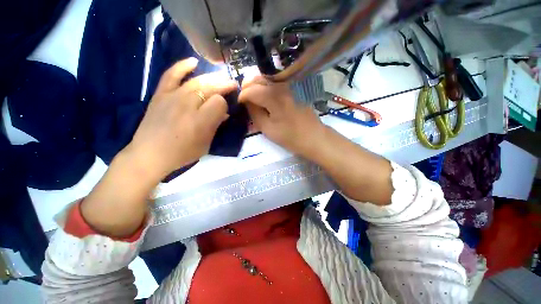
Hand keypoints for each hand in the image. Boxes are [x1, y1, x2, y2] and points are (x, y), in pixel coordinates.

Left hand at [124, 58, 236, 181]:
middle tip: (233, 84)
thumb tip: (224, 113)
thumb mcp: (206, 144)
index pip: (219, 102)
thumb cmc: (182, 153)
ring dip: (212, 77)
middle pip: (210, 88)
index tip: (225, 111)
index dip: (225, 105)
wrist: (149, 155)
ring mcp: (172, 97)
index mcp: (200, 121)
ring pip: (197, 80)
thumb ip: (215, 126)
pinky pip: (171, 74)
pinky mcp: (160, 94)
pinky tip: (194, 62)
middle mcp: (187, 105)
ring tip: (221, 76)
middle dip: (224, 85)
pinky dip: (182, 66)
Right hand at [239, 76, 323, 155]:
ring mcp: (289, 86)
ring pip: (267, 79)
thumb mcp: (268, 129)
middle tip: (244, 99)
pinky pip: (276, 83)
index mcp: (273, 97)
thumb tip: (247, 103)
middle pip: (258, 78)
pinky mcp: (294, 89)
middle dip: (247, 87)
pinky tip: (265, 97)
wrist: (314, 137)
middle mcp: (281, 86)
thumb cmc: (291, 137)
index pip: (250, 90)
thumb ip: (255, 113)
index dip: (241, 96)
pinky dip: (266, 87)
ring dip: (256, 86)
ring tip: (252, 98)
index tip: (239, 104)